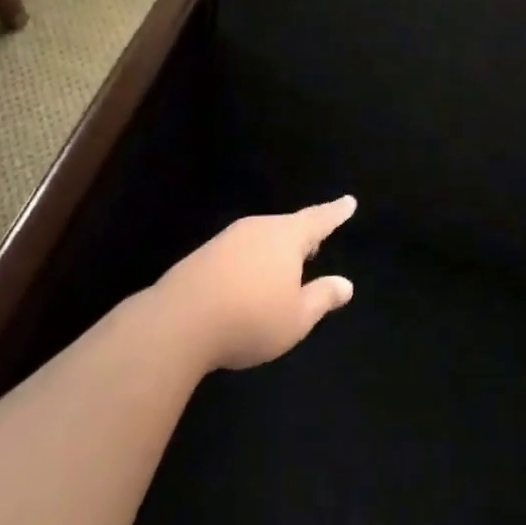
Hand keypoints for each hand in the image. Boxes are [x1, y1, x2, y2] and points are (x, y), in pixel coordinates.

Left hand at [155, 196, 357, 370]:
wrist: (176, 323)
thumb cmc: (250, 318)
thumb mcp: (296, 318)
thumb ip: (322, 298)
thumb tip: (346, 284)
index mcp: (286, 237)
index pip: (319, 220)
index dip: (336, 213)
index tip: (348, 201)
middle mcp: (257, 229)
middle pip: (287, 227)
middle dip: (302, 236)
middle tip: (315, 244)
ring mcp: (226, 240)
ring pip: (260, 239)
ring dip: (274, 251)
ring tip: (282, 269)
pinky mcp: (202, 256)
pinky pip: (238, 253)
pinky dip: (249, 263)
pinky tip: (246, 284)